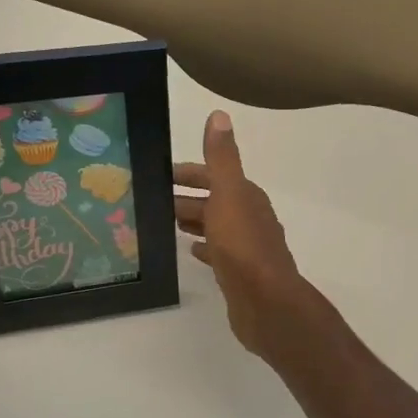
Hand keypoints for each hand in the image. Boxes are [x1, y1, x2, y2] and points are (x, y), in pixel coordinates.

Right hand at [174, 111, 311, 358]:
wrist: (265, 302)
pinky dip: (204, 247)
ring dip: (193, 220)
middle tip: (152, 201)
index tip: (160, 175)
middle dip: (186, 197)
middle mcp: (249, 217)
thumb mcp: (228, 194)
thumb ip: (222, 158)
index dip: (189, 173)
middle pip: (213, 200)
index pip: (214, 175)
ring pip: (215, 226)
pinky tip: (189, 251)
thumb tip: (219, 115)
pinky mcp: (240, 273)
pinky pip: (218, 253)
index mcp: (246, 196)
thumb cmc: (243, 245)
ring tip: (164, 223)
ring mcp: (246, 247)